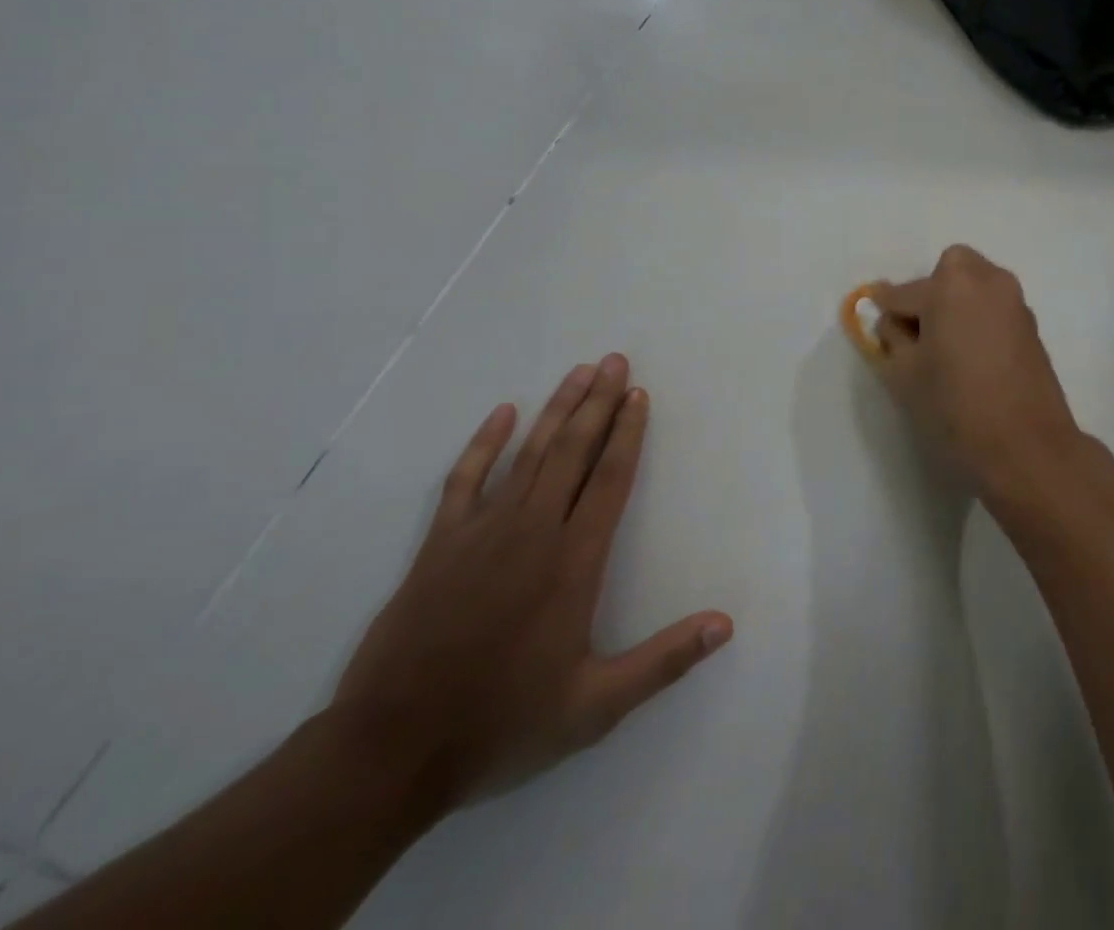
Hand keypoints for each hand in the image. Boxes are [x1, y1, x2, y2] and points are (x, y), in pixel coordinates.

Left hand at [331, 354, 731, 811]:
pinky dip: (484, 443)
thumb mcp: (595, 707)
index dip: (628, 432)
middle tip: (614, 360)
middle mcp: (533, 532)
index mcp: (574, 561)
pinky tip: (503, 413)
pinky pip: (466, 480)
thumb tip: (726, 624)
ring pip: (529, 454)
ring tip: (578, 372)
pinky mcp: (439, 545)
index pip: (610, 478)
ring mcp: (482, 533)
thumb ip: (664, 661)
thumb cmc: (502, 723)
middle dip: (597, 402)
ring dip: (556, 409)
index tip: (638, 394)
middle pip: (573, 451)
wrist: (388, 752)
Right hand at [867, 246, 1093, 506]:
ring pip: (975, 288)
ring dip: (956, 305)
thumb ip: (892, 338)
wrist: (1027, 446)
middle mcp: (988, 280)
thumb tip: (895, 322)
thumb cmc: (956, 405)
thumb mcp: (904, 373)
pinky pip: (994, 309)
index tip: (874, 314)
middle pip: (949, 272)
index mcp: (952, 284)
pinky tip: (969, 356)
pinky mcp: (1031, 326)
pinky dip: (978, 320)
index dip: (886, 309)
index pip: (904, 292)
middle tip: (917, 332)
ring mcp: (1015, 302)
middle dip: (929, 293)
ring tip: (943, 347)